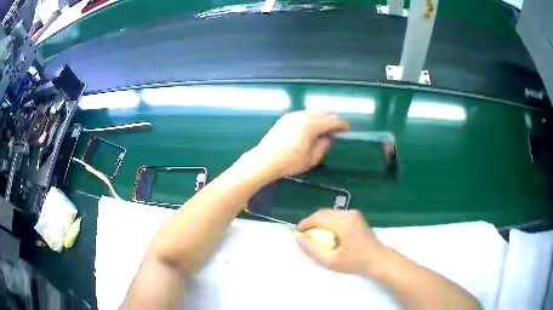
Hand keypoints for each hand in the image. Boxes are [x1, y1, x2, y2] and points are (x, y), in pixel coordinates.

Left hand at [246, 111, 348, 178]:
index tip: (347, 128)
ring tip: (325, 129)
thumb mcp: (311, 159)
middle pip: (323, 114)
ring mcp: (292, 115)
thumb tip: (329, 137)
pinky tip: (311, 128)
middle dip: (332, 120)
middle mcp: (302, 116)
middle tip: (337, 129)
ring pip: (312, 113)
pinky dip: (311, 119)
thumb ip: (323, 145)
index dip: (341, 124)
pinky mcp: (285, 118)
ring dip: (321, 119)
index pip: (331, 121)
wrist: (265, 160)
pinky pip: (303, 115)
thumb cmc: (289, 162)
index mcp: (310, 125)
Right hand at [296, 209, 385, 274]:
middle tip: (305, 235)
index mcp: (343, 223)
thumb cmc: (355, 262)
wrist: (378, 259)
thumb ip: (312, 250)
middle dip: (312, 222)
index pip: (318, 217)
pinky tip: (328, 233)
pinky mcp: (357, 216)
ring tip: (315, 235)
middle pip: (323, 213)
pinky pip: (337, 215)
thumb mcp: (331, 262)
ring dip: (320, 221)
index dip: (305, 223)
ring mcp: (354, 214)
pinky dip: (329, 221)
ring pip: (330, 213)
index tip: (298, 232)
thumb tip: (299, 238)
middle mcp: (348, 214)